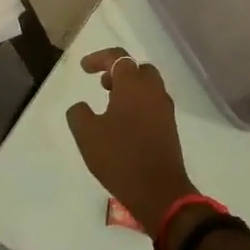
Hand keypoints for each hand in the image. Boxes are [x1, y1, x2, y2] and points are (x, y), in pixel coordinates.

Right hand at [65, 48, 195, 236]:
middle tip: (102, 84)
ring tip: (110, 104)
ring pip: (148, 86)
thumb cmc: (120, 157)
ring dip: (130, 88)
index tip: (84, 68)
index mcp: (133, 86)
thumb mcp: (87, 135)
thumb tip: (81, 107)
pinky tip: (124, 124)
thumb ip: (79, 114)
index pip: (118, 58)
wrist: (159, 190)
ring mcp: (165, 110)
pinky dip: (139, 104)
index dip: (99, 59)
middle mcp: (153, 91)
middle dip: (119, 71)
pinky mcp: (170, 127)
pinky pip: (153, 104)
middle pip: (138, 69)